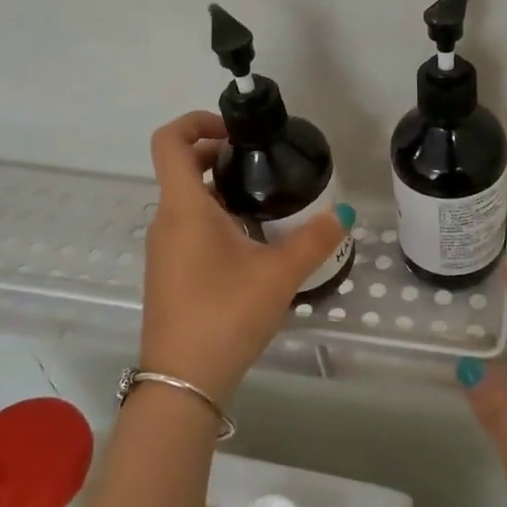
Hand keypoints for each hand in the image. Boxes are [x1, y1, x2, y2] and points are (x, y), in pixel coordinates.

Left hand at [140, 111, 350, 402]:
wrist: (181, 384)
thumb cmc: (225, 314)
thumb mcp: (280, 274)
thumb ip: (316, 239)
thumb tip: (343, 212)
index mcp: (184, 208)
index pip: (170, 141)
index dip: (196, 121)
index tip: (235, 132)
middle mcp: (166, 222)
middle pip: (181, 167)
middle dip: (218, 155)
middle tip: (261, 164)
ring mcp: (163, 250)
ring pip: (187, 201)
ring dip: (220, 190)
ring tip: (265, 204)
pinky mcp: (169, 274)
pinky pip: (188, 228)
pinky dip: (215, 219)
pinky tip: (251, 245)